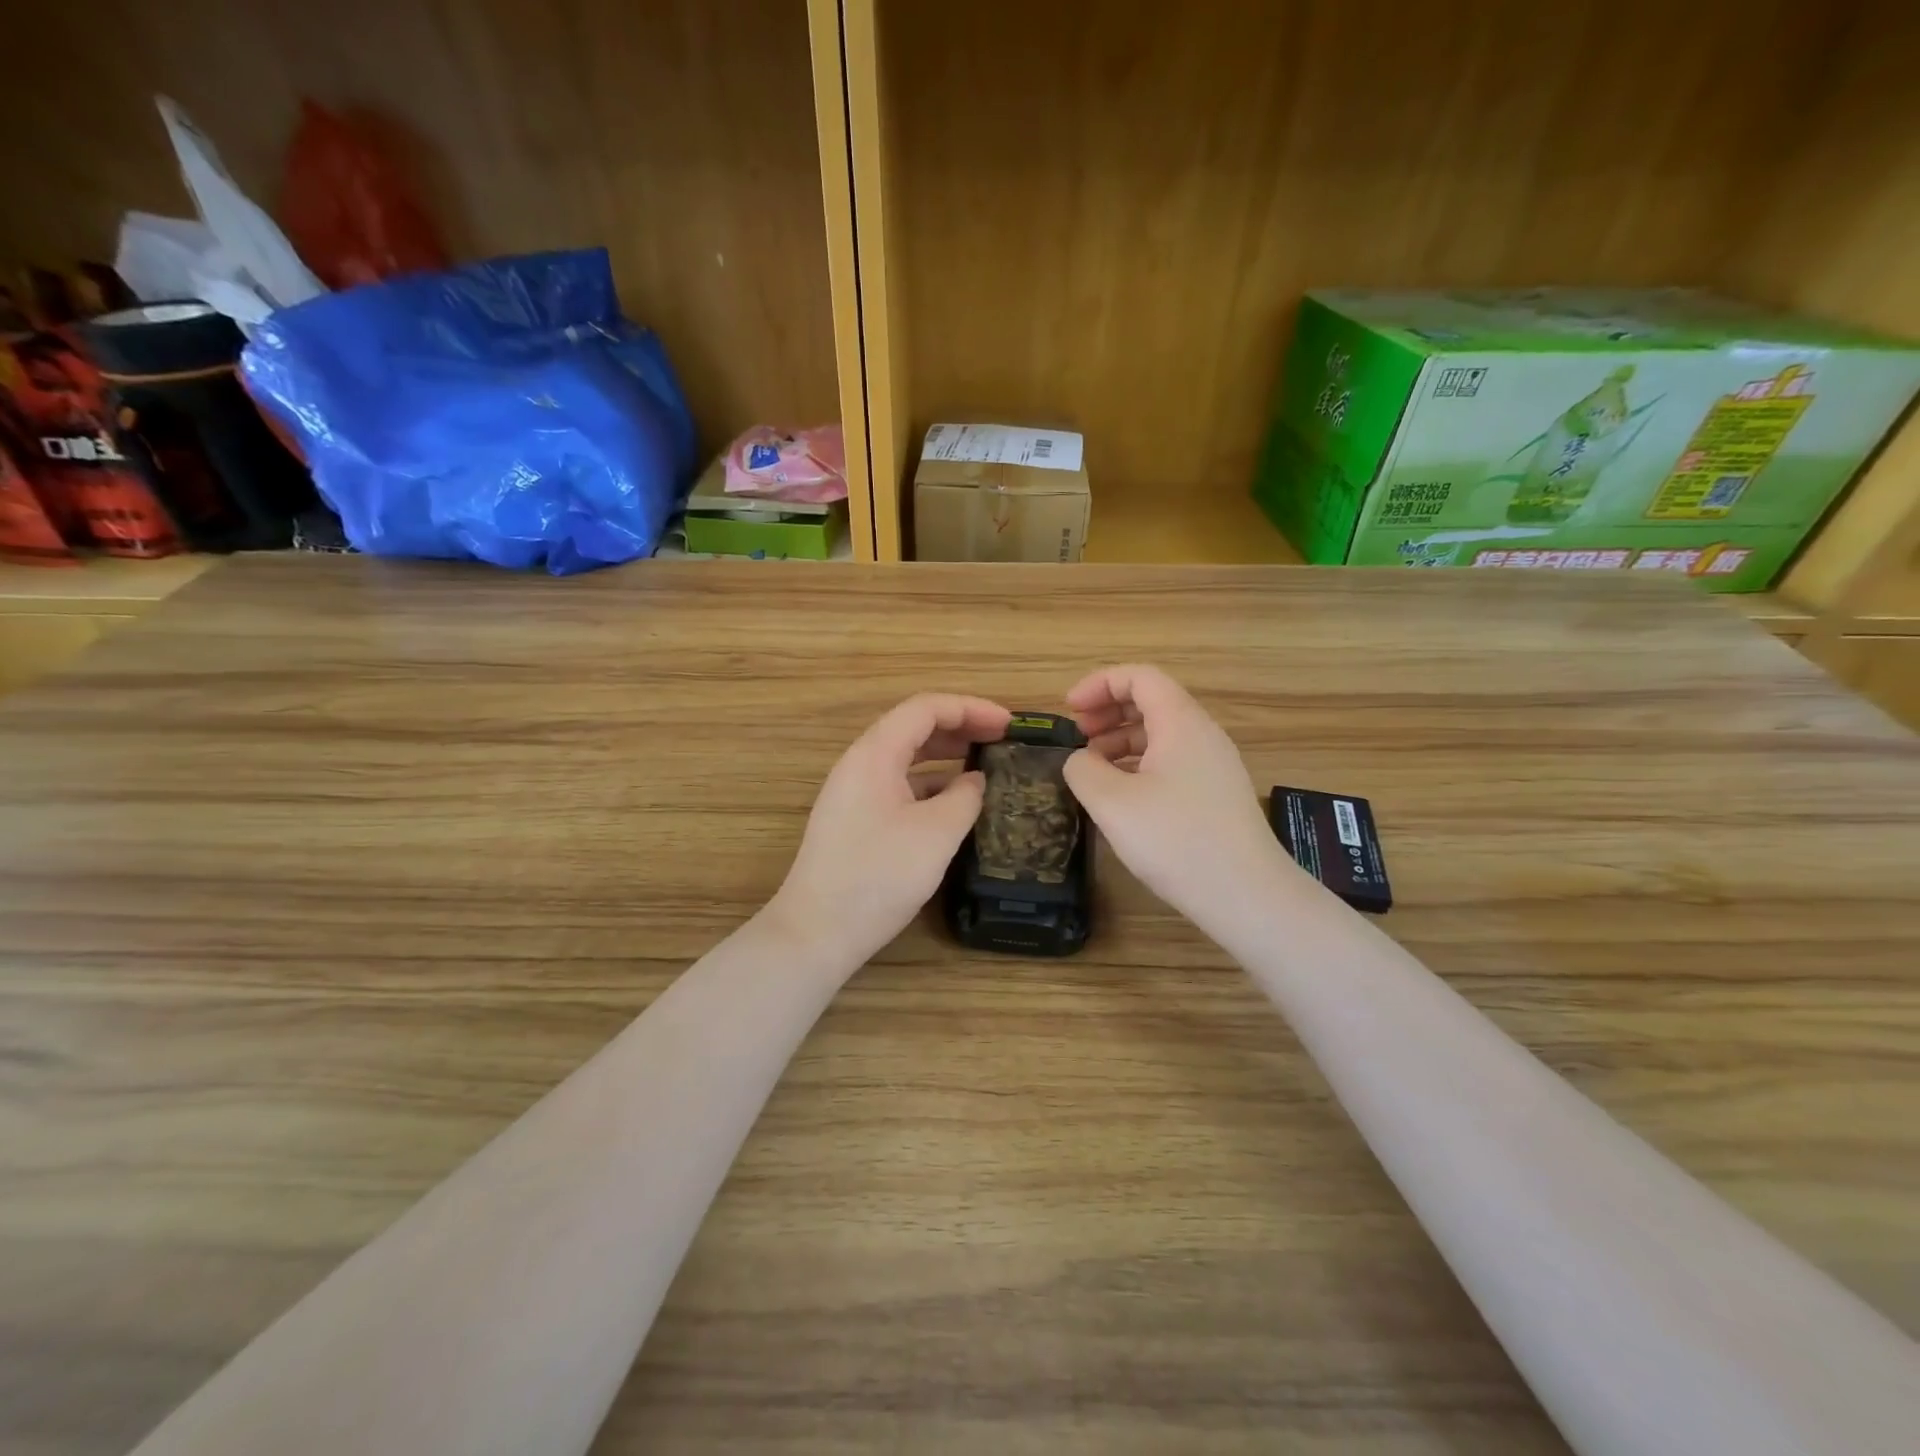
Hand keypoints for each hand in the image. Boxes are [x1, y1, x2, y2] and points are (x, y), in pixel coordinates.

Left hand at [771, 693, 1011, 963]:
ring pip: (906, 759)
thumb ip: (965, 796)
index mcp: (875, 754)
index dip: (971, 708)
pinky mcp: (856, 821)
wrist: (817, 931)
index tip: (1009, 724)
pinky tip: (955, 804)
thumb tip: (976, 780)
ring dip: (946, 757)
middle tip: (1003, 742)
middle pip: (914, 728)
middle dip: (961, 728)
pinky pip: (899, 786)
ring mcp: (854, 793)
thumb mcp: (937, 833)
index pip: (926, 708)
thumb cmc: (878, 875)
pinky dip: (931, 786)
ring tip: (986, 768)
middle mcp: (860, 764)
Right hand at [1063, 664, 1300, 933]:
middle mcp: (1202, 734)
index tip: (1068, 710)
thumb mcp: (1112, 803)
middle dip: (1108, 710)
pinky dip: (1140, 764)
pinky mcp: (1216, 794)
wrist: (1246, 895)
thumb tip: (1080, 760)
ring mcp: (1214, 765)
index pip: (1139, 677)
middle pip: (1152, 701)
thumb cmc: (1176, 840)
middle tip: (1077, 736)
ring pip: (1162, 733)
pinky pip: (1172, 761)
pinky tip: (1122, 795)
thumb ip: (1083, 770)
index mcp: (1181, 722)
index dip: (1099, 684)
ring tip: (1092, 767)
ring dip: (1121, 739)